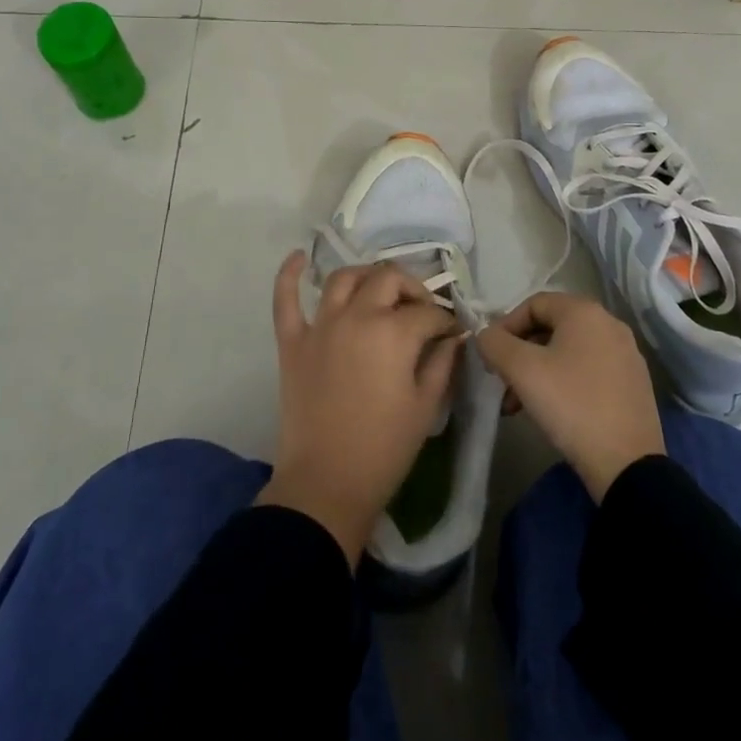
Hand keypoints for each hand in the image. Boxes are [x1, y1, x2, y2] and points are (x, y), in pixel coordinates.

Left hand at [256, 250, 459, 565]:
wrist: (326, 483)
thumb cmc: (384, 449)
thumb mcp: (425, 406)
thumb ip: (442, 363)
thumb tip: (454, 337)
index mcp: (393, 332)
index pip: (427, 312)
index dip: (445, 321)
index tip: (452, 334)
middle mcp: (357, 316)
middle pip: (388, 280)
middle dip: (412, 290)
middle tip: (421, 311)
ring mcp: (320, 326)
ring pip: (344, 279)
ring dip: (366, 276)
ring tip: (379, 288)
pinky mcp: (292, 341)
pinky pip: (286, 300)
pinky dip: (290, 274)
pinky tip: (299, 257)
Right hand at [477, 292, 665, 502]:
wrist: (627, 464)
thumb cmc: (570, 405)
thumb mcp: (521, 370)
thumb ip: (494, 343)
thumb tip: (486, 335)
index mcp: (585, 312)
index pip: (533, 304)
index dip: (505, 326)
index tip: (491, 357)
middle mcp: (609, 324)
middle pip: (551, 328)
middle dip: (520, 354)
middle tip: (503, 382)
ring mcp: (626, 355)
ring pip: (568, 352)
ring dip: (538, 372)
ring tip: (519, 405)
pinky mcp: (634, 384)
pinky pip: (589, 370)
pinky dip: (564, 382)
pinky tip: (553, 411)